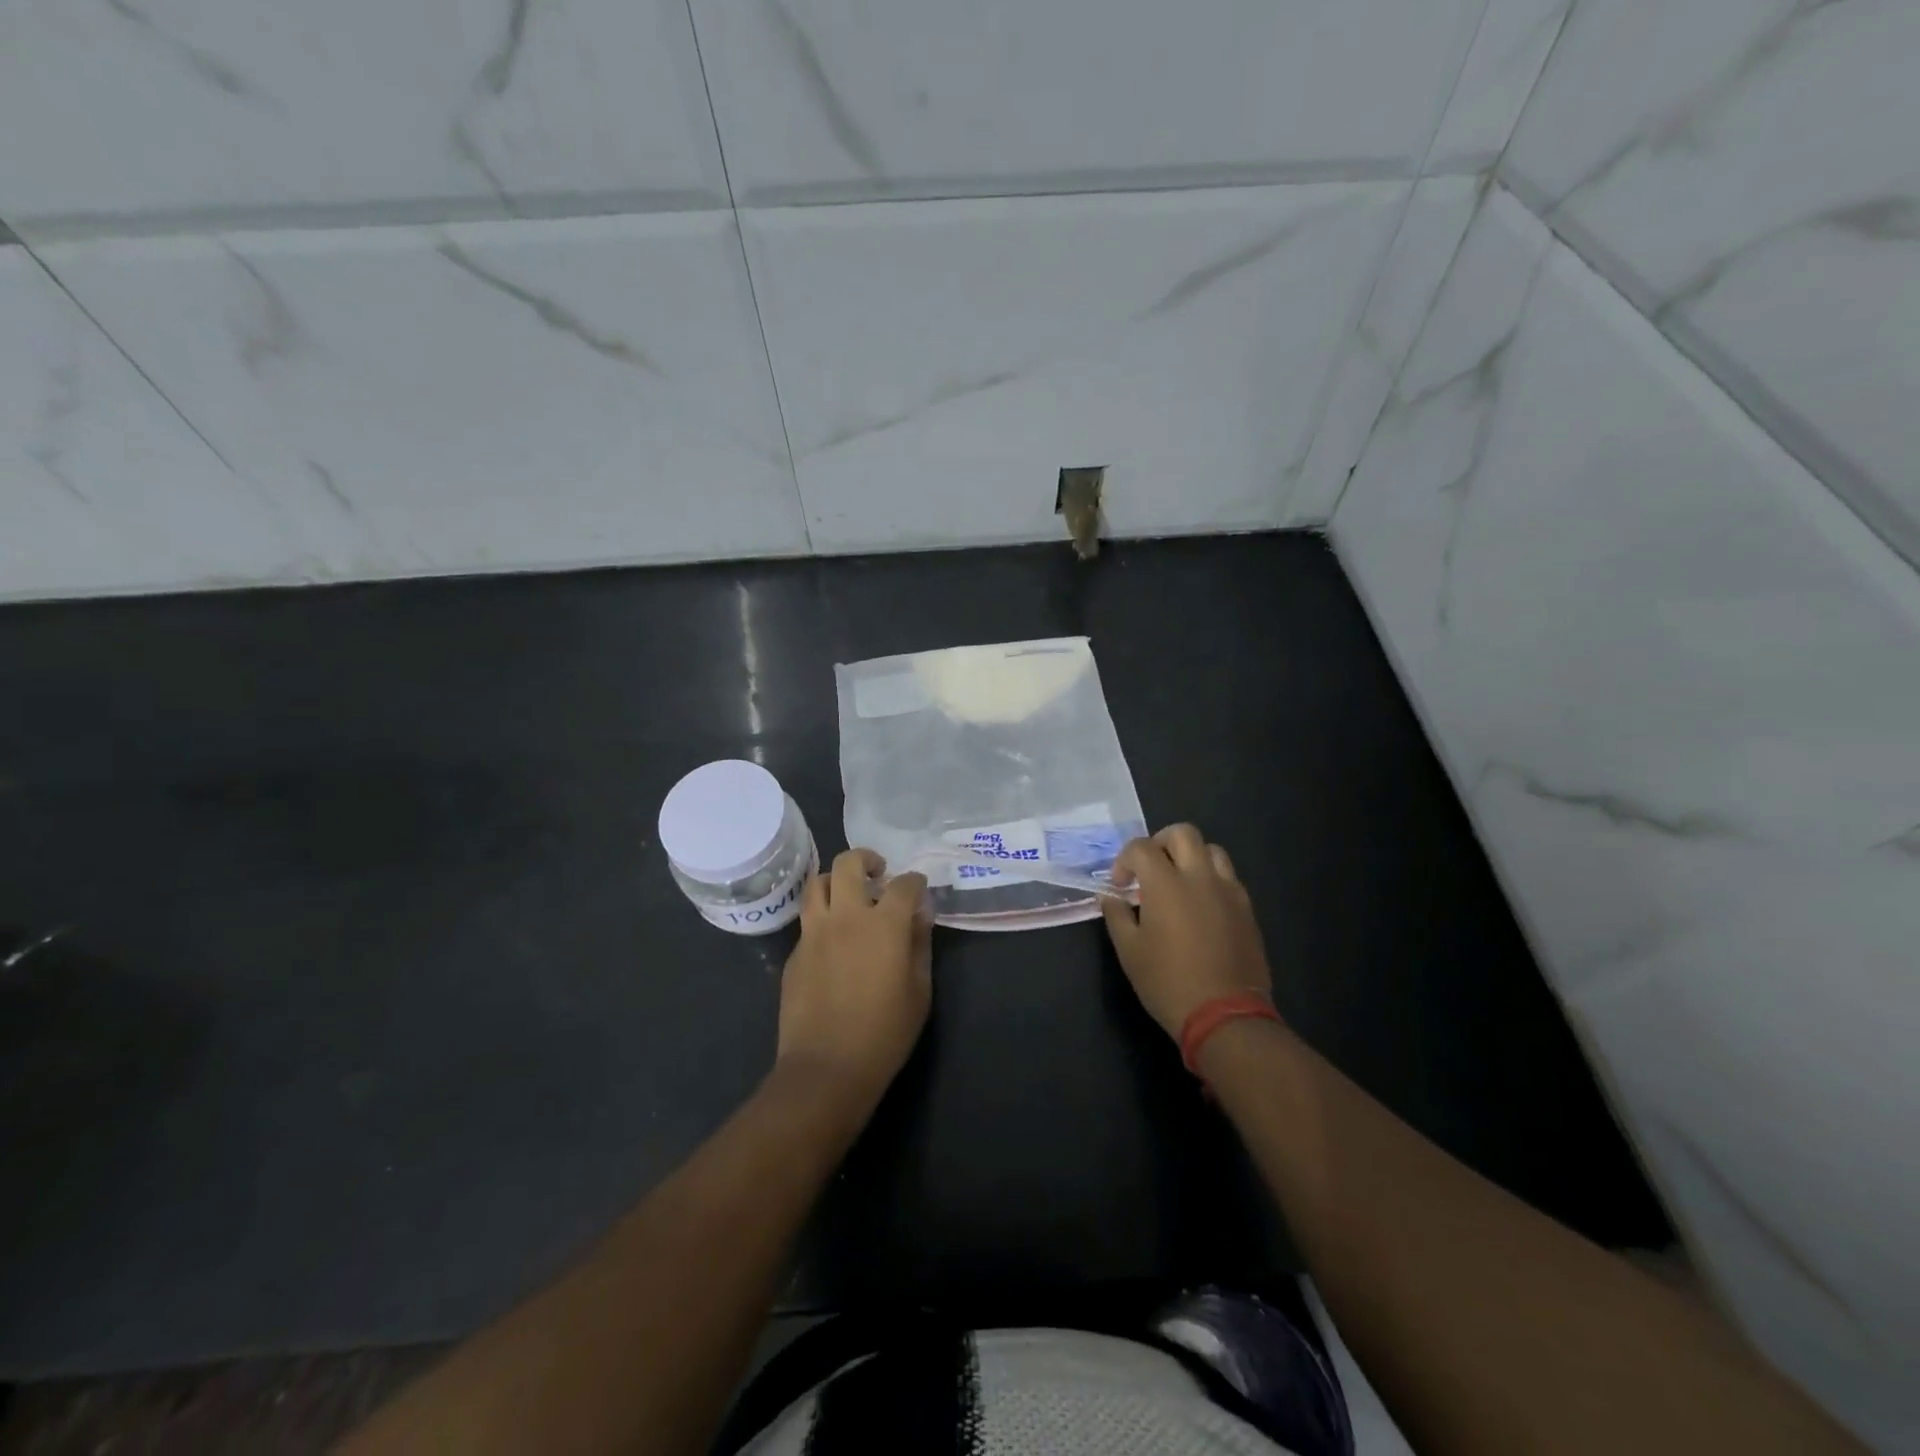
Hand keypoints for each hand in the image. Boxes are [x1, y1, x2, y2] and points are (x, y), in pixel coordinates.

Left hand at [775, 849, 930, 1110]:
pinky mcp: (795, 953)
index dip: (915, 881)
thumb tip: (919, 916)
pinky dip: (823, 916)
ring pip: (817, 882)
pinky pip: (808, 919)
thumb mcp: (919, 991)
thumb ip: (920, 945)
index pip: (903, 884)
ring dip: (836, 880)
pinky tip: (834, 940)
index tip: (919, 888)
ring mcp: (814, 933)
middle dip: (867, 859)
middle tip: (878, 874)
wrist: (826, 1067)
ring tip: (849, 896)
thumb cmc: (885, 1033)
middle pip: (849, 863)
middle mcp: (846, 917)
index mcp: (884, 924)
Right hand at [1102, 825, 1271, 1039]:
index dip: (1124, 860)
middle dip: (1160, 842)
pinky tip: (1201, 906)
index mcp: (1166, 884)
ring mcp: (1228, 891)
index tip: (1120, 884)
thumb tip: (1110, 896)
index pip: (1141, 847)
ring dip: (1191, 857)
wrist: (1225, 1015)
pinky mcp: (1246, 909)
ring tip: (1178, 882)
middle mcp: (1200, 877)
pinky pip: (1228, 877)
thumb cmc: (1168, 982)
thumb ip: (1117, 915)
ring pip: (1212, 850)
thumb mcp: (1129, 952)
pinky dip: (1210, 879)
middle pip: (1183, 833)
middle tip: (1149, 869)